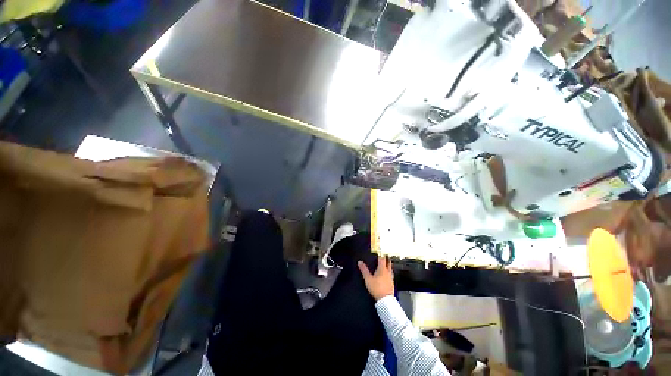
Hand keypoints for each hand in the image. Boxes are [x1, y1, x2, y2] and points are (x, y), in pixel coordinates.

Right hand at [357, 255, 393, 300]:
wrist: (385, 299)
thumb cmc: (376, 287)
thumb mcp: (368, 279)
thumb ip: (364, 270)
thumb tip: (359, 262)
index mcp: (382, 269)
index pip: (382, 259)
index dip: (381, 254)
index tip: (380, 250)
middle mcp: (388, 271)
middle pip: (388, 262)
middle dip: (387, 258)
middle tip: (385, 254)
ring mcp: (391, 277)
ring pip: (391, 268)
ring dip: (389, 264)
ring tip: (387, 263)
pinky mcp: (392, 283)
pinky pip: (391, 274)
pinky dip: (389, 271)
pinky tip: (387, 274)